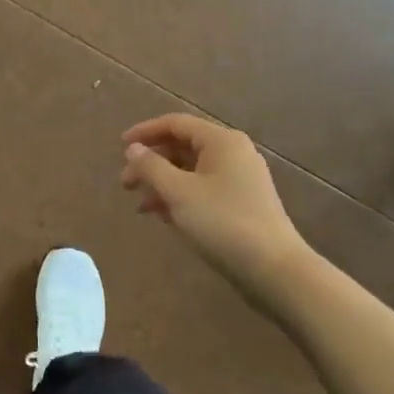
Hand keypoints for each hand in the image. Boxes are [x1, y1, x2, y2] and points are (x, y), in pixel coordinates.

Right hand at [120, 114, 302, 295]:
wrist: (274, 270)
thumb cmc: (223, 223)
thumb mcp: (178, 193)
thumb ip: (151, 167)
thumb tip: (133, 149)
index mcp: (221, 141)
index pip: (175, 124)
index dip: (144, 132)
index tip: (119, 147)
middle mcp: (233, 152)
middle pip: (182, 147)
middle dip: (151, 163)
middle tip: (126, 184)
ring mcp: (241, 178)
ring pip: (191, 171)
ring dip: (163, 184)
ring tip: (141, 207)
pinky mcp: (242, 202)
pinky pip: (203, 189)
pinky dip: (181, 197)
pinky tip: (164, 217)